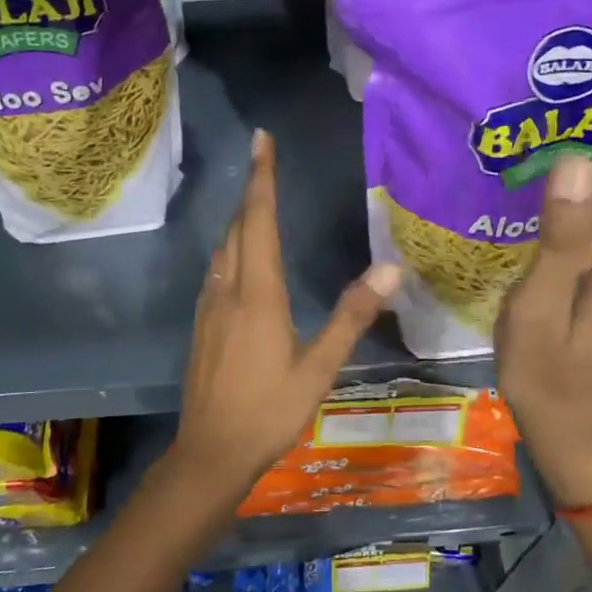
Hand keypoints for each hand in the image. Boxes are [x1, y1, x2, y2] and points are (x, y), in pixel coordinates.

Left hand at [170, 129, 400, 495]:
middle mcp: (228, 290)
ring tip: (258, 200)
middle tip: (265, 160)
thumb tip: (390, 270)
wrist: (210, 452)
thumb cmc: (269, 411)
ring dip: (239, 218)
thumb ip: (351, 316)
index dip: (262, 178)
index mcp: (258, 294)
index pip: (259, 221)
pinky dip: (231, 247)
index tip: (261, 140)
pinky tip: (241, 258)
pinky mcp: (201, 324)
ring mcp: (209, 307)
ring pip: (222, 248)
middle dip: (251, 189)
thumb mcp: (319, 368)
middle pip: (237, 227)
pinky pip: (216, 269)